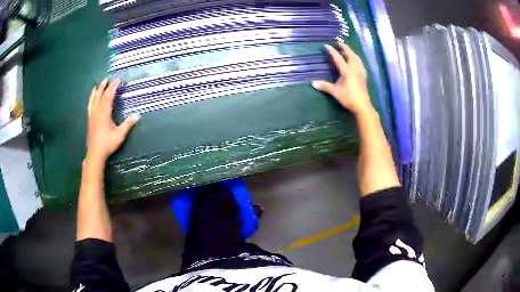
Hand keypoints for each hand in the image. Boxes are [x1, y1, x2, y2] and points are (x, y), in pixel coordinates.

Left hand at [86, 78, 138, 162]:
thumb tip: (137, 115)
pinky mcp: (89, 121)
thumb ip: (127, 124)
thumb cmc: (107, 144)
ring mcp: (92, 116)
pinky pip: (89, 106)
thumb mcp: (120, 135)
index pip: (108, 96)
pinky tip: (91, 100)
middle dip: (104, 87)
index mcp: (104, 113)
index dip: (113, 87)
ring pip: (93, 100)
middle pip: (99, 96)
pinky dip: (91, 100)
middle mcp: (97, 112)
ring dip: (96, 92)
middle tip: (107, 79)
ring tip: (97, 86)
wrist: (95, 154)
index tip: (117, 79)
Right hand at [312, 42, 371, 114]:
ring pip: (357, 59)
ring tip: (347, 50)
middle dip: (345, 48)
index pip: (339, 59)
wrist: (362, 106)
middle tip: (340, 42)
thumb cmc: (349, 98)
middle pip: (350, 55)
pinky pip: (360, 64)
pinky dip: (356, 59)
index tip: (327, 45)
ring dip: (352, 52)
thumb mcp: (335, 92)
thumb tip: (313, 83)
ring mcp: (361, 72)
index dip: (332, 52)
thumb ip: (325, 86)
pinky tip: (356, 61)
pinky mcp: (364, 76)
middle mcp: (355, 69)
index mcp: (347, 71)